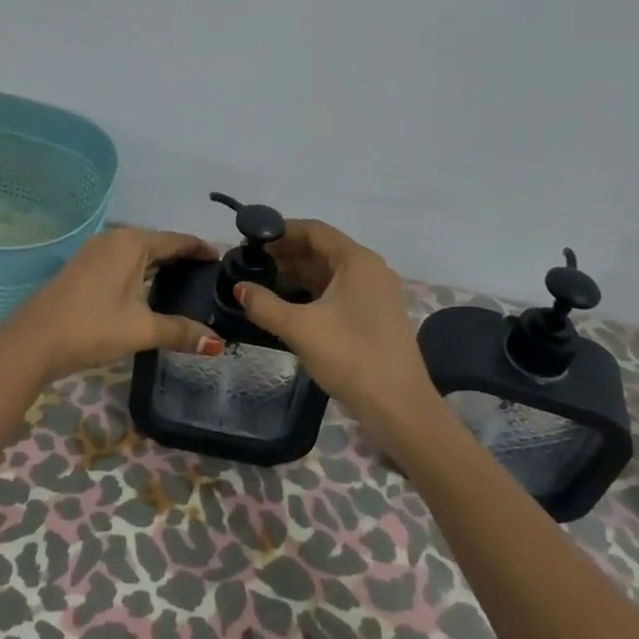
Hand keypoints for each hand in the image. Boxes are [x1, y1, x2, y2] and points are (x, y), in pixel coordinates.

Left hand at [2, 227, 222, 382]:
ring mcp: (95, 252)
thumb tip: (217, 344)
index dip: (201, 249)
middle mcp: (114, 239)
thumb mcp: (141, 329)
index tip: (223, 259)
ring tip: (186, 283)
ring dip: (160, 265)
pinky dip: (141, 272)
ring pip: (138, 254)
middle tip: (209, 275)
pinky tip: (149, 291)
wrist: (33, 341)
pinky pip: (122, 262)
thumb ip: (181, 332)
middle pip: (158, 244)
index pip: (177, 240)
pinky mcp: (83, 268)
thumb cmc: (92, 327)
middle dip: (183, 257)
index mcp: (132, 243)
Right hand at [233, 218, 440, 437]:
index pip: (314, 230)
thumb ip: (264, 305)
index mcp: (357, 261)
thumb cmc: (351, 357)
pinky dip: (312, 292)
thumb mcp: (300, 329)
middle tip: (251, 262)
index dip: (281, 231)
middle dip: (286, 253)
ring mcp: (375, 294)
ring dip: (298, 274)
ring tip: (262, 282)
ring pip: (330, 272)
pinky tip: (288, 305)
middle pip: (322, 249)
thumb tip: (239, 288)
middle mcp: (370, 270)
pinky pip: (338, 292)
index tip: (251, 239)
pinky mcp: (375, 317)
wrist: (400, 408)